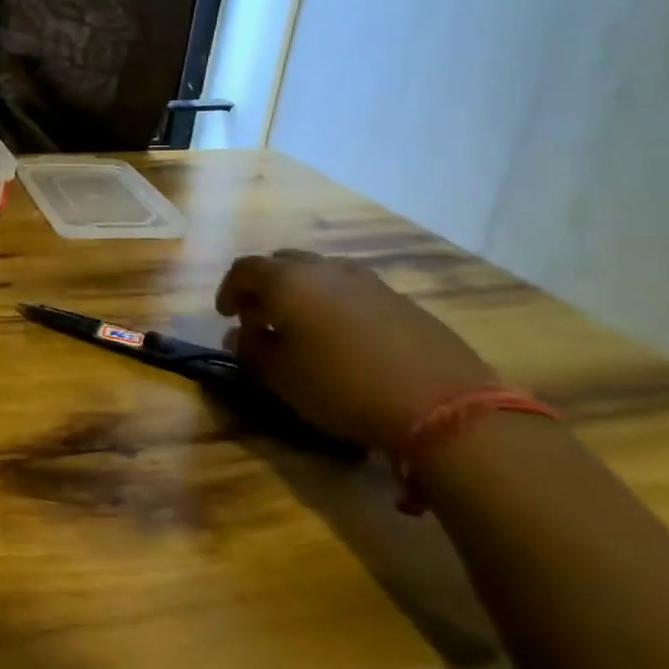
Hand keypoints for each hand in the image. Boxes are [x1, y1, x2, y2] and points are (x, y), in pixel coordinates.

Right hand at [214, 250, 495, 450]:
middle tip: (260, 318)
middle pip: (282, 263)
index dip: (228, 290)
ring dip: (301, 293)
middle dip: (264, 287)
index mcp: (287, 281)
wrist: (442, 405)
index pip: (244, 269)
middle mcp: (324, 269)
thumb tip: (240, 335)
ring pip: (320, 274)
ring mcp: (367, 280)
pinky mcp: (400, 299)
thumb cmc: (342, 387)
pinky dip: (334, 304)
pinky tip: (342, 337)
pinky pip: (352, 290)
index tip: (226, 316)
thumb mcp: (281, 376)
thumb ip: (252, 349)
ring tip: (301, 327)